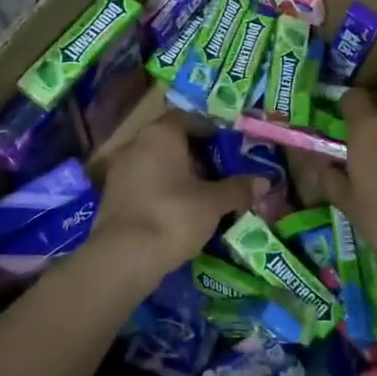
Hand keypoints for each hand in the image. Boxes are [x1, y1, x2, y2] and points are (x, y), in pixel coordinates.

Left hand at [90, 114, 264, 274]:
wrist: (124, 257)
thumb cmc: (173, 216)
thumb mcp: (213, 203)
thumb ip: (238, 189)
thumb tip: (264, 181)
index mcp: (161, 134)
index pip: (188, 119)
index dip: (210, 130)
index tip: (228, 146)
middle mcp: (136, 143)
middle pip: (170, 140)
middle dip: (195, 154)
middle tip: (219, 171)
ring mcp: (119, 170)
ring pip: (155, 162)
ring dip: (177, 173)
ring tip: (202, 193)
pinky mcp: (112, 195)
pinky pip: (143, 182)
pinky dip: (161, 189)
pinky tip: (178, 209)